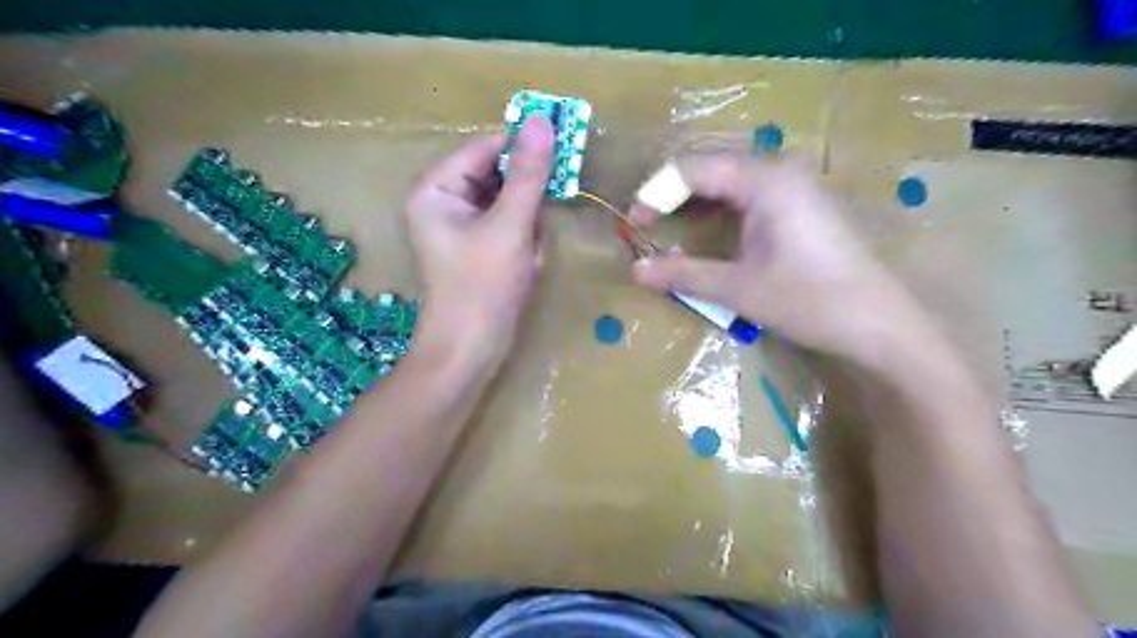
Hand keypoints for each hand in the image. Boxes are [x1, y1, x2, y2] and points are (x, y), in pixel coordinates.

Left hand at [403, 117, 555, 370]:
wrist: (470, 352)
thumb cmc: (483, 288)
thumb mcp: (510, 227)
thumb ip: (528, 175)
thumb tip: (542, 122)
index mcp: (436, 190)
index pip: (484, 149)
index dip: (522, 146)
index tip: (564, 144)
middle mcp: (444, 203)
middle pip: (497, 177)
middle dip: (525, 202)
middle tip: (541, 222)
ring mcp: (462, 228)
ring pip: (509, 204)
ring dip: (528, 226)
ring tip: (528, 254)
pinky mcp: (478, 249)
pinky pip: (510, 228)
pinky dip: (525, 243)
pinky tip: (526, 265)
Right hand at [630, 151, 931, 366]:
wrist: (879, 323)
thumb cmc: (809, 301)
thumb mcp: (738, 289)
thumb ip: (683, 275)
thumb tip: (634, 271)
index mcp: (763, 180)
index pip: (692, 169)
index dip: (656, 193)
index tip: (633, 224)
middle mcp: (779, 170)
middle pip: (710, 166)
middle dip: (672, 192)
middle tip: (646, 224)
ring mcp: (794, 185)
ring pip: (729, 178)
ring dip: (694, 199)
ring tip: (668, 226)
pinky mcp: (801, 204)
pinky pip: (748, 193)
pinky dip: (719, 208)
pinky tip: (707, 229)